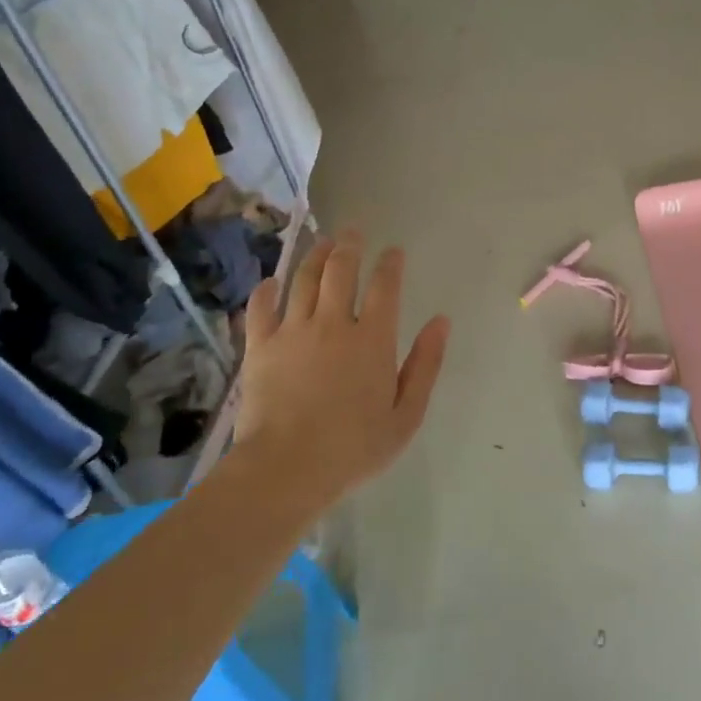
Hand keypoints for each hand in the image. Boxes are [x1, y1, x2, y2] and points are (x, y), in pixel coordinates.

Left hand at [231, 227, 449, 512]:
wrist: (287, 468)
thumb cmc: (354, 447)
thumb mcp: (406, 414)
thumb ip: (425, 364)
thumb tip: (440, 321)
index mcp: (373, 339)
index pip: (385, 287)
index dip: (390, 264)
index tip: (393, 251)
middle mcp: (333, 323)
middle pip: (341, 270)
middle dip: (349, 245)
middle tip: (353, 231)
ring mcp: (293, 331)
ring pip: (303, 279)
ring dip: (315, 256)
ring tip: (321, 243)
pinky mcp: (260, 346)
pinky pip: (261, 307)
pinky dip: (266, 290)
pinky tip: (271, 282)